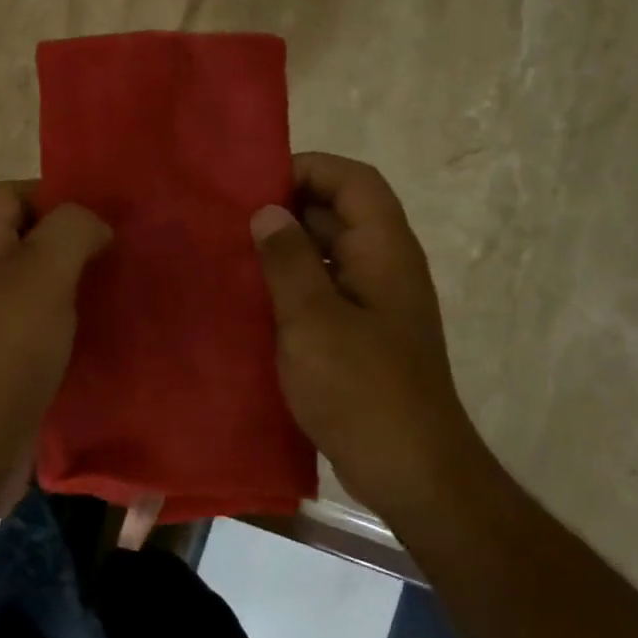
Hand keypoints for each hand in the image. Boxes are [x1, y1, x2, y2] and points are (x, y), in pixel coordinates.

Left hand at [0, 183, 110, 518]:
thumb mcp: (40, 274)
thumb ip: (71, 231)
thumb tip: (94, 224)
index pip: (12, 194)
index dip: (58, 193)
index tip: (111, 212)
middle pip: (32, 244)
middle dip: (81, 244)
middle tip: (135, 252)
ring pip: (44, 294)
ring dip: (85, 291)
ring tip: (136, 291)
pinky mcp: (9, 371)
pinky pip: (49, 338)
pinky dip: (80, 334)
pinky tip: (118, 340)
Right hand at [251, 153, 479, 505]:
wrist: (409, 467)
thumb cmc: (360, 387)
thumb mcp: (313, 319)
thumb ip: (287, 259)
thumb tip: (268, 211)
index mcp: (383, 250)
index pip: (354, 181)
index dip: (308, 169)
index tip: (255, 184)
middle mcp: (383, 267)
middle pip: (339, 214)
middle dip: (287, 209)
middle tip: (229, 219)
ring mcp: (373, 304)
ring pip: (327, 255)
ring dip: (285, 250)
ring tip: (231, 254)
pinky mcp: (360, 336)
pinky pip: (323, 292)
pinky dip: (290, 286)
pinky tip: (251, 300)